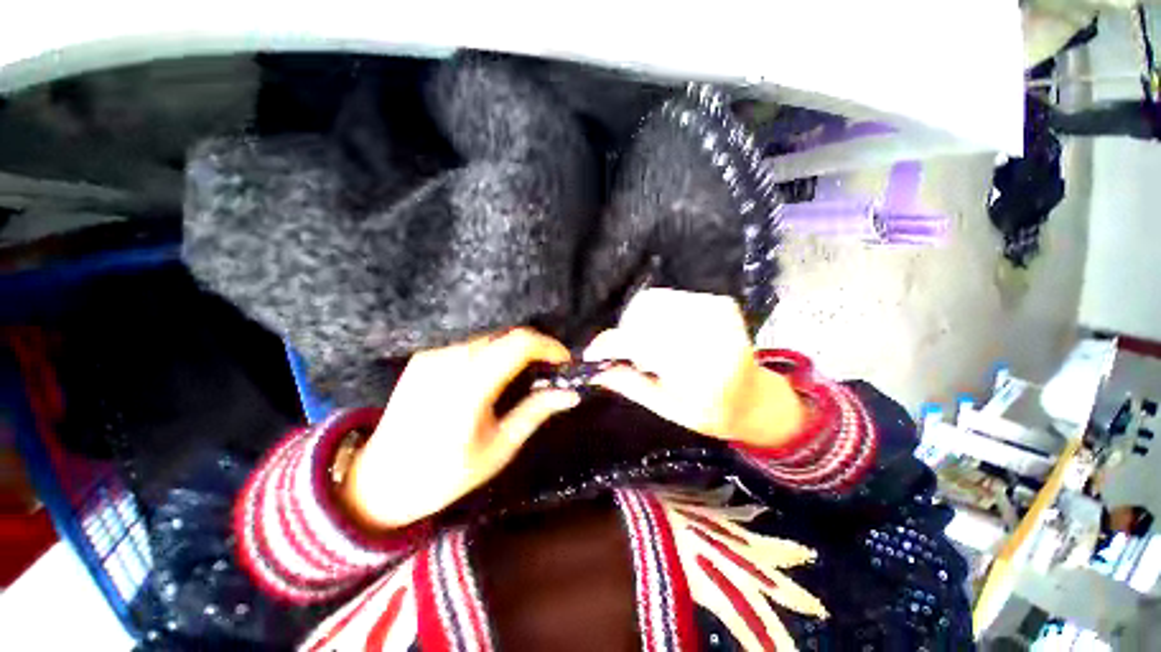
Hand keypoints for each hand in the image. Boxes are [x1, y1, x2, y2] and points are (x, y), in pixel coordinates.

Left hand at [342, 328, 577, 529]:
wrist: (379, 480)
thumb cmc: (443, 475)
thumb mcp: (498, 449)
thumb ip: (534, 413)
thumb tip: (570, 394)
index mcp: (468, 388)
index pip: (518, 344)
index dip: (548, 346)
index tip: (565, 361)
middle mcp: (449, 361)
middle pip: (505, 331)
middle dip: (535, 343)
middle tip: (550, 365)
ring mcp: (433, 353)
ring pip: (488, 331)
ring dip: (515, 342)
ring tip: (528, 365)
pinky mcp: (424, 353)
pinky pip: (469, 337)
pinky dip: (493, 344)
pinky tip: (498, 364)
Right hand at [585, 289, 802, 446]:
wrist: (756, 398)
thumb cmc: (712, 412)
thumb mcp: (668, 410)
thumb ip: (631, 385)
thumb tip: (595, 371)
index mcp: (701, 370)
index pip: (642, 343)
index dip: (610, 345)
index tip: (592, 354)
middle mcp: (713, 334)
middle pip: (645, 316)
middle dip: (627, 335)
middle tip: (632, 357)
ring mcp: (719, 312)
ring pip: (655, 302)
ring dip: (641, 324)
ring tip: (651, 348)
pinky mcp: (720, 303)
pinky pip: (670, 298)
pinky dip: (658, 315)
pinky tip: (666, 336)